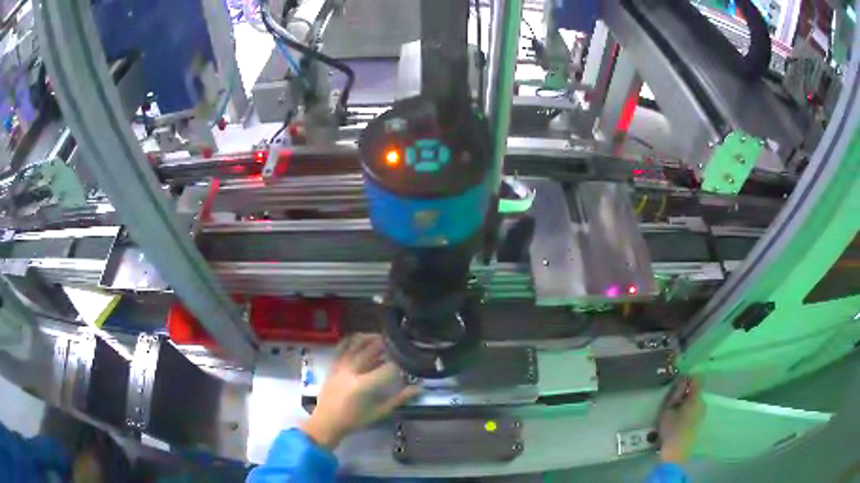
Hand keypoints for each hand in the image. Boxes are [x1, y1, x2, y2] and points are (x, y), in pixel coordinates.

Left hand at [301, 334, 418, 449]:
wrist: (326, 422)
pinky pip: (342, 347)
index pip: (387, 368)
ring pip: (355, 344)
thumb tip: (418, 388)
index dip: (399, 365)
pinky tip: (360, 340)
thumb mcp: (379, 412)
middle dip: (385, 345)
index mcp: (364, 385)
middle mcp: (351, 372)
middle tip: (396, 345)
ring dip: (369, 338)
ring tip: (380, 338)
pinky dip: (352, 340)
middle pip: (371, 350)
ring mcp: (340, 366)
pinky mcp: (333, 365)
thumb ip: (399, 399)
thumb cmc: (354, 420)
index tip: (406, 365)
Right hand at [658, 377, 704, 462]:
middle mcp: (703, 402)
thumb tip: (680, 382)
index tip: (676, 384)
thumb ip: (674, 394)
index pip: (696, 378)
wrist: (677, 454)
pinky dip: (686, 410)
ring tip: (673, 411)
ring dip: (685, 402)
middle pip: (695, 390)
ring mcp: (702, 413)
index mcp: (696, 398)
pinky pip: (694, 410)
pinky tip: (677, 420)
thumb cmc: (671, 430)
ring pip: (694, 401)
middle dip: (684, 392)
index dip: (686, 378)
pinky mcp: (699, 423)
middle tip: (671, 400)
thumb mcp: (667, 410)